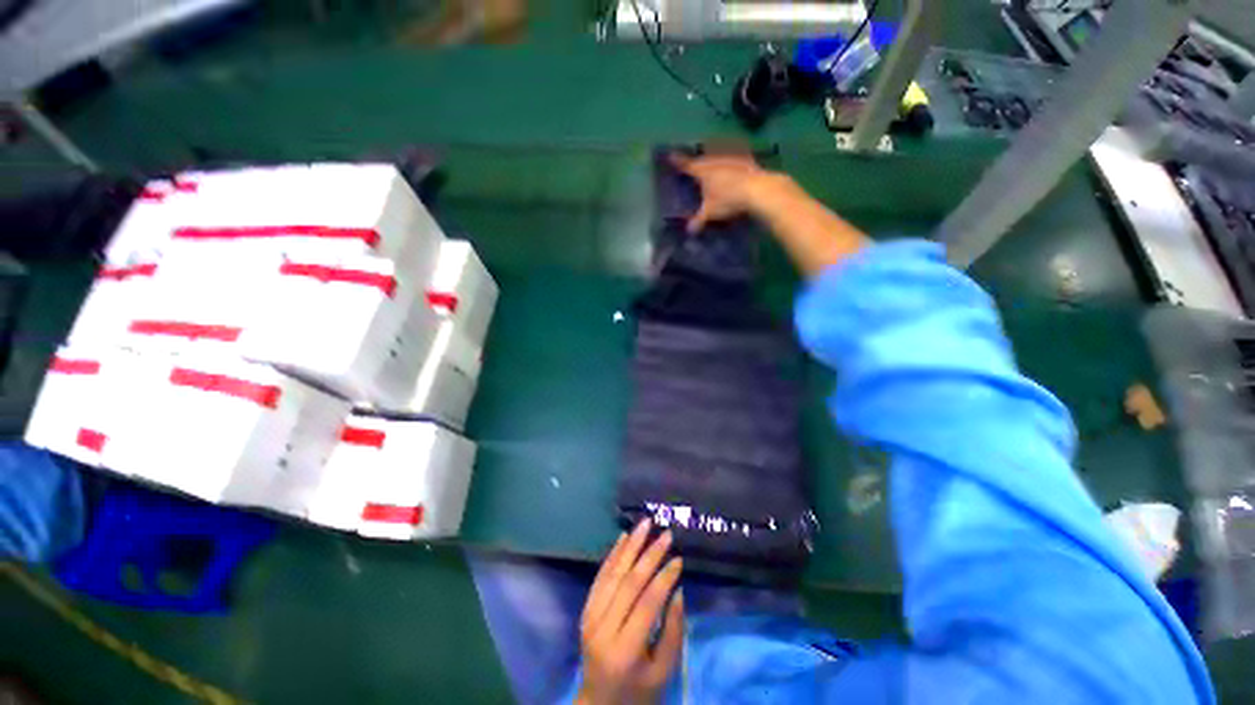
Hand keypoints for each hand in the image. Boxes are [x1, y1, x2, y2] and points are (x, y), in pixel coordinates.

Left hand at [577, 521, 684, 704]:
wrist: (598, 704)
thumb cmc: (638, 691)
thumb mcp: (663, 672)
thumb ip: (672, 631)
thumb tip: (677, 589)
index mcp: (624, 651)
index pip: (646, 604)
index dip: (664, 578)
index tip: (678, 558)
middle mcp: (602, 629)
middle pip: (628, 583)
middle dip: (649, 554)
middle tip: (665, 534)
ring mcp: (590, 617)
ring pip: (612, 573)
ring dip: (630, 545)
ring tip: (645, 524)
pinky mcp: (585, 610)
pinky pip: (600, 576)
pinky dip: (613, 555)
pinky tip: (623, 537)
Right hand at [670, 151, 771, 233]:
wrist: (758, 189)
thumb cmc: (728, 199)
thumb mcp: (710, 212)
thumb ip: (698, 220)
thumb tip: (689, 230)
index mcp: (702, 170)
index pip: (686, 165)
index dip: (678, 161)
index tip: (670, 155)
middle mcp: (715, 160)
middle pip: (703, 158)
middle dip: (697, 160)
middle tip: (693, 163)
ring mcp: (731, 157)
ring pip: (718, 155)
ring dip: (714, 157)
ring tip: (712, 161)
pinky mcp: (747, 160)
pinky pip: (736, 157)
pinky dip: (733, 160)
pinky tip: (735, 164)